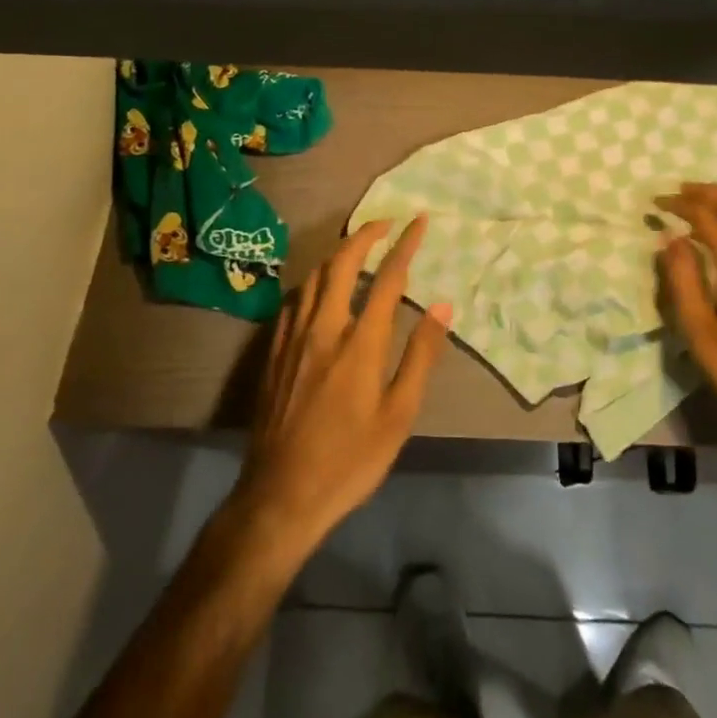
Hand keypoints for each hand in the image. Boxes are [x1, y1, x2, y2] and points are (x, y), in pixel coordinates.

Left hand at [233, 216, 450, 558]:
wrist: (280, 495)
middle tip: (385, 223)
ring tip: (357, 247)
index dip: (405, 244)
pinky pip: (295, 300)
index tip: (418, 221)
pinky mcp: (274, 352)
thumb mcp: (398, 415)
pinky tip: (320, 289)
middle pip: (342, 263)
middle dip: (365, 235)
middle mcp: (323, 328)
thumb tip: (443, 306)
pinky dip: (314, 281)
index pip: (387, 278)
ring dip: (338, 253)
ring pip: (314, 277)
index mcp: (359, 342)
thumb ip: (420, 355)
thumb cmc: (350, 459)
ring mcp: (293, 338)